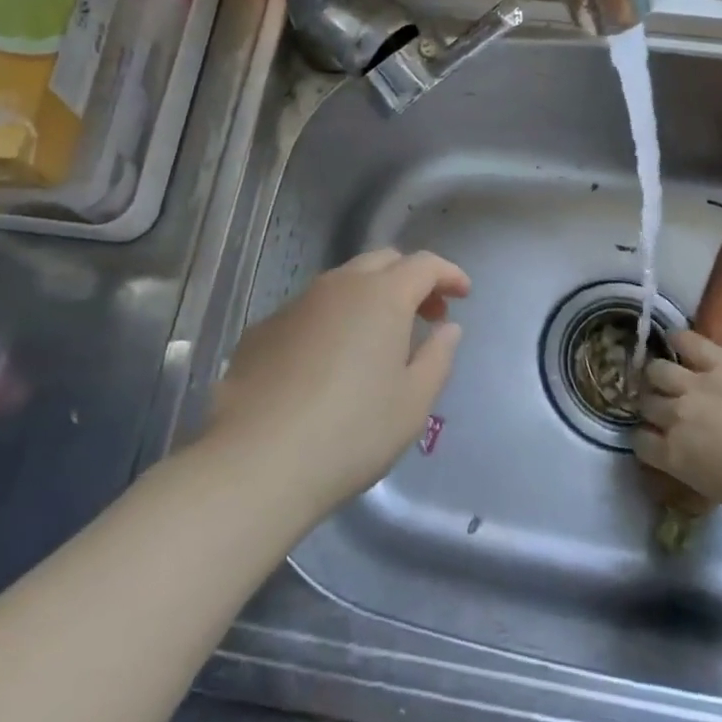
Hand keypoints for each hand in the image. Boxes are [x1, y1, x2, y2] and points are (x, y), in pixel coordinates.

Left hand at [207, 249, 468, 514]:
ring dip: (370, 297)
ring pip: (343, 282)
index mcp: (382, 296)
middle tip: (426, 313)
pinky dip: (334, 320)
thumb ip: (437, 357)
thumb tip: (447, 327)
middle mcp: (338, 286)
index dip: (449, 274)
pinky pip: (310, 310)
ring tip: (380, 339)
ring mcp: (296, 303)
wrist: (258, 459)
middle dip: (410, 279)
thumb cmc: (352, 431)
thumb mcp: (413, 402)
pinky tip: (329, 362)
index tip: (463, 294)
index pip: (424, 264)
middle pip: (383, 261)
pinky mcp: (264, 328)